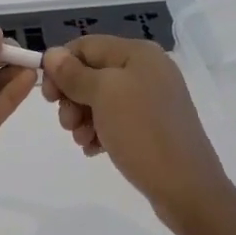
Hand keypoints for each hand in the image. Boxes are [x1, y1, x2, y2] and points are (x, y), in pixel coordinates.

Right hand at [42, 36, 233, 232]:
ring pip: (101, 98)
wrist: (187, 189)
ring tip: (82, 141)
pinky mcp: (153, 125)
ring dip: (83, 117)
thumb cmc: (142, 132)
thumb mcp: (103, 95)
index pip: (86, 46)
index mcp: (138, 53)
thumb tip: (52, 53)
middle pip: (92, 72)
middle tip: (67, 124)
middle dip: (72, 96)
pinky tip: (94, 149)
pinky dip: (100, 130)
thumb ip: (74, 73)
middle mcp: (147, 69)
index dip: (61, 67)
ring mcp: (152, 98)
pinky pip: (116, 118)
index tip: (48, 98)